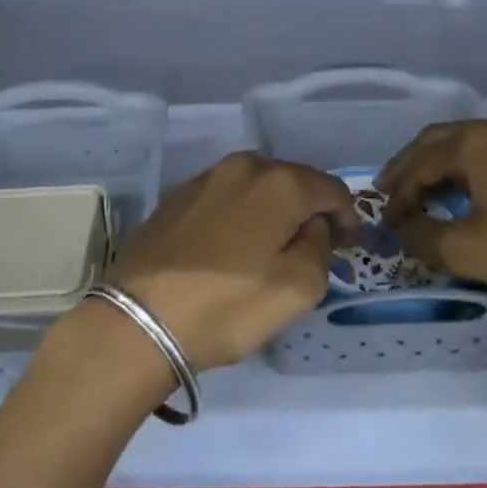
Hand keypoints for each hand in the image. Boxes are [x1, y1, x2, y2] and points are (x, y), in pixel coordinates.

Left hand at [107, 152, 357, 370]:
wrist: (139, 320)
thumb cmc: (228, 305)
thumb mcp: (300, 288)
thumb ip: (321, 246)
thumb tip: (312, 227)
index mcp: (279, 182)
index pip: (332, 189)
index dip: (347, 217)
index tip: (347, 246)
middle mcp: (242, 167)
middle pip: (292, 182)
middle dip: (308, 210)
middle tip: (312, 247)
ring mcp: (202, 179)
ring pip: (254, 188)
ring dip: (271, 211)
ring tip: (270, 247)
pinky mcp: (173, 199)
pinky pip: (223, 199)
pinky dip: (237, 216)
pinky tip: (230, 248)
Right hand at [378, 115, 486, 317]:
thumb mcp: (469, 251)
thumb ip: (423, 237)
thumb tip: (404, 229)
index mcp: (473, 142)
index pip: (417, 164)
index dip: (397, 195)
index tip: (386, 224)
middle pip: (440, 141)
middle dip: (411, 167)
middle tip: (390, 190)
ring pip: (471, 142)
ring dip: (443, 164)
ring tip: (428, 188)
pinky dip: (474, 166)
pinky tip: (476, 185)